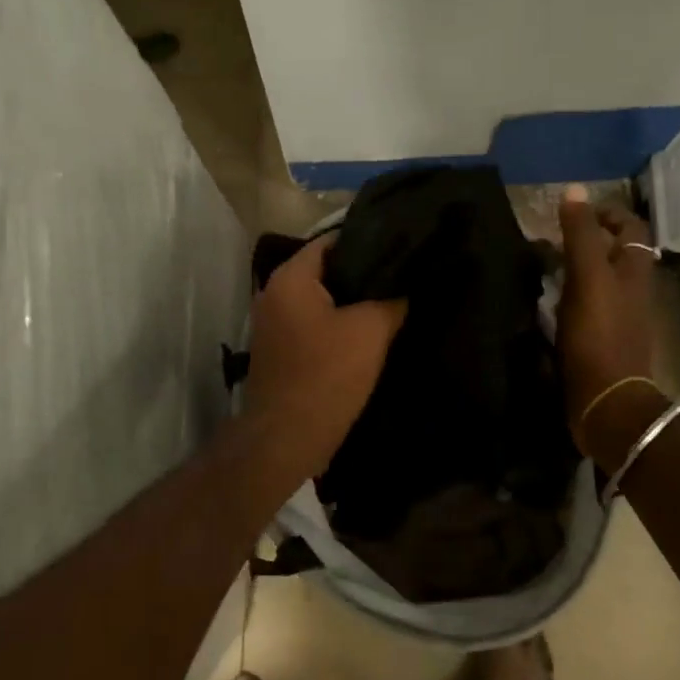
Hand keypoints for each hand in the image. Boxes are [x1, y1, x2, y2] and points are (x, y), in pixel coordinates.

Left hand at [244, 235, 406, 480]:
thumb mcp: (370, 331)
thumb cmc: (326, 375)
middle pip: (325, 270)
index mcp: (289, 278)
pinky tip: (368, 331)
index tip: (400, 245)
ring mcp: (272, 324)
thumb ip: (391, 300)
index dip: (367, 240)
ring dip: (350, 301)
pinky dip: (337, 323)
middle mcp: (273, 293)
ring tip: (391, 299)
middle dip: (361, 272)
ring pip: (320, 299)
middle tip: (401, 274)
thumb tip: (407, 285)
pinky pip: (313, 323)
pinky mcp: (279, 350)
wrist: (286, 439)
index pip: (331, 241)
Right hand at [557, 189, 672, 462]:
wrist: (605, 399)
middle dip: (586, 241)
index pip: (631, 227)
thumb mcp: (587, 275)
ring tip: (541, 267)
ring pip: (599, 280)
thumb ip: (580, 233)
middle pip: (615, 254)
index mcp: (634, 270)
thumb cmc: (598, 333)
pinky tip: (544, 303)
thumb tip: (574, 190)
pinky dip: (567, 297)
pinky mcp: (600, 340)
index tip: (574, 211)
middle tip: (550, 239)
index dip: (607, 213)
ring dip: (574, 269)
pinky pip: (585, 307)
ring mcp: (617, 318)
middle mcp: (631, 291)